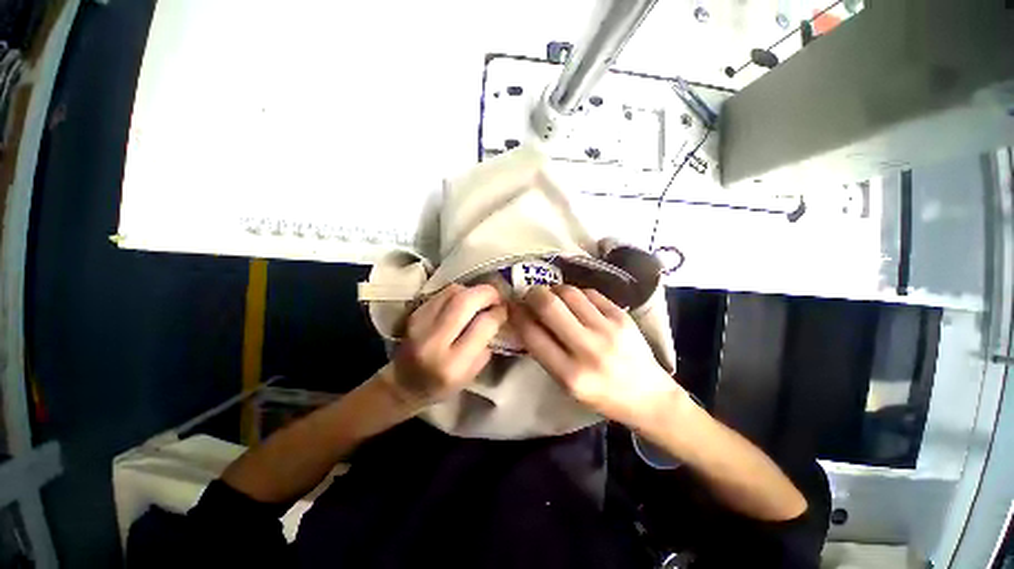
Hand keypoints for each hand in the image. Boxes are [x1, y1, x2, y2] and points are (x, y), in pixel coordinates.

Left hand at [389, 283, 505, 404]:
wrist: (404, 384)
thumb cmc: (442, 385)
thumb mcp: (472, 374)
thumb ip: (486, 343)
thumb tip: (497, 315)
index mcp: (453, 364)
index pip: (483, 325)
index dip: (499, 313)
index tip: (505, 310)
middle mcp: (434, 341)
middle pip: (465, 301)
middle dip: (487, 293)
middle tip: (497, 297)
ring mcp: (420, 324)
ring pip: (453, 291)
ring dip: (472, 291)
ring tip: (480, 300)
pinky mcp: (415, 313)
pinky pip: (442, 293)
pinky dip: (458, 293)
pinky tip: (463, 302)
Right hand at [510, 285, 685, 427]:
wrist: (649, 396)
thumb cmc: (602, 395)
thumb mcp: (566, 385)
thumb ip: (544, 352)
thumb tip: (525, 318)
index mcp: (570, 375)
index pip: (532, 334)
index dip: (517, 315)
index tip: (512, 307)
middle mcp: (589, 350)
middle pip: (549, 305)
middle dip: (533, 294)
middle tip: (530, 295)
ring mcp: (609, 329)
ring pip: (569, 292)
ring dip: (554, 290)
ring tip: (552, 296)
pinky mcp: (623, 316)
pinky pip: (590, 293)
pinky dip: (576, 293)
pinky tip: (575, 302)